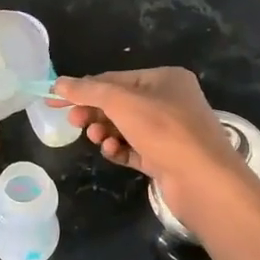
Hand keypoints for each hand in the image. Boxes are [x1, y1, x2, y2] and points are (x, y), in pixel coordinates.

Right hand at [52, 68, 251, 224]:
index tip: (56, 100)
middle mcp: (170, 101)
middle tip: (73, 123)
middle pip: (120, 103)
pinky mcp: (167, 158)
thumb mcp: (121, 102)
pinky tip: (112, 153)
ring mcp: (170, 132)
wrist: (203, 180)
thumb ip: (88, 91)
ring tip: (98, 140)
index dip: (83, 89)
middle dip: (95, 112)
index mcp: (165, 79)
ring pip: (126, 127)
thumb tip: (58, 82)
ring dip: (106, 132)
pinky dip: (120, 150)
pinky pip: (134, 149)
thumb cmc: (164, 130)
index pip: (115, 79)